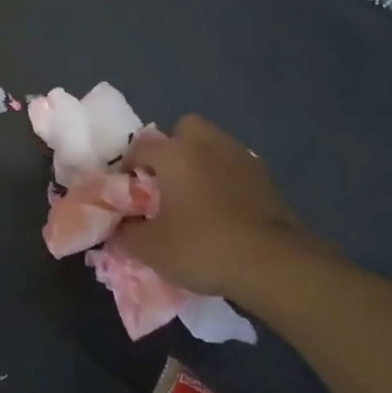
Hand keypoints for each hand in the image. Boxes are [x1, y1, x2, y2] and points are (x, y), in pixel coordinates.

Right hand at [112, 116, 319, 297]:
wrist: (272, 263)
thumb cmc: (201, 246)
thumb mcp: (150, 248)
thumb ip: (126, 234)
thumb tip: (119, 227)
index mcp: (175, 153)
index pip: (140, 147)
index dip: (127, 168)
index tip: (126, 193)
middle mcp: (208, 144)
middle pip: (184, 129)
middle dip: (171, 149)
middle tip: (164, 183)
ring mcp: (241, 158)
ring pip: (213, 146)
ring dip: (200, 163)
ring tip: (194, 198)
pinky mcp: (266, 178)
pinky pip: (234, 168)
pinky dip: (224, 180)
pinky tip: (222, 210)